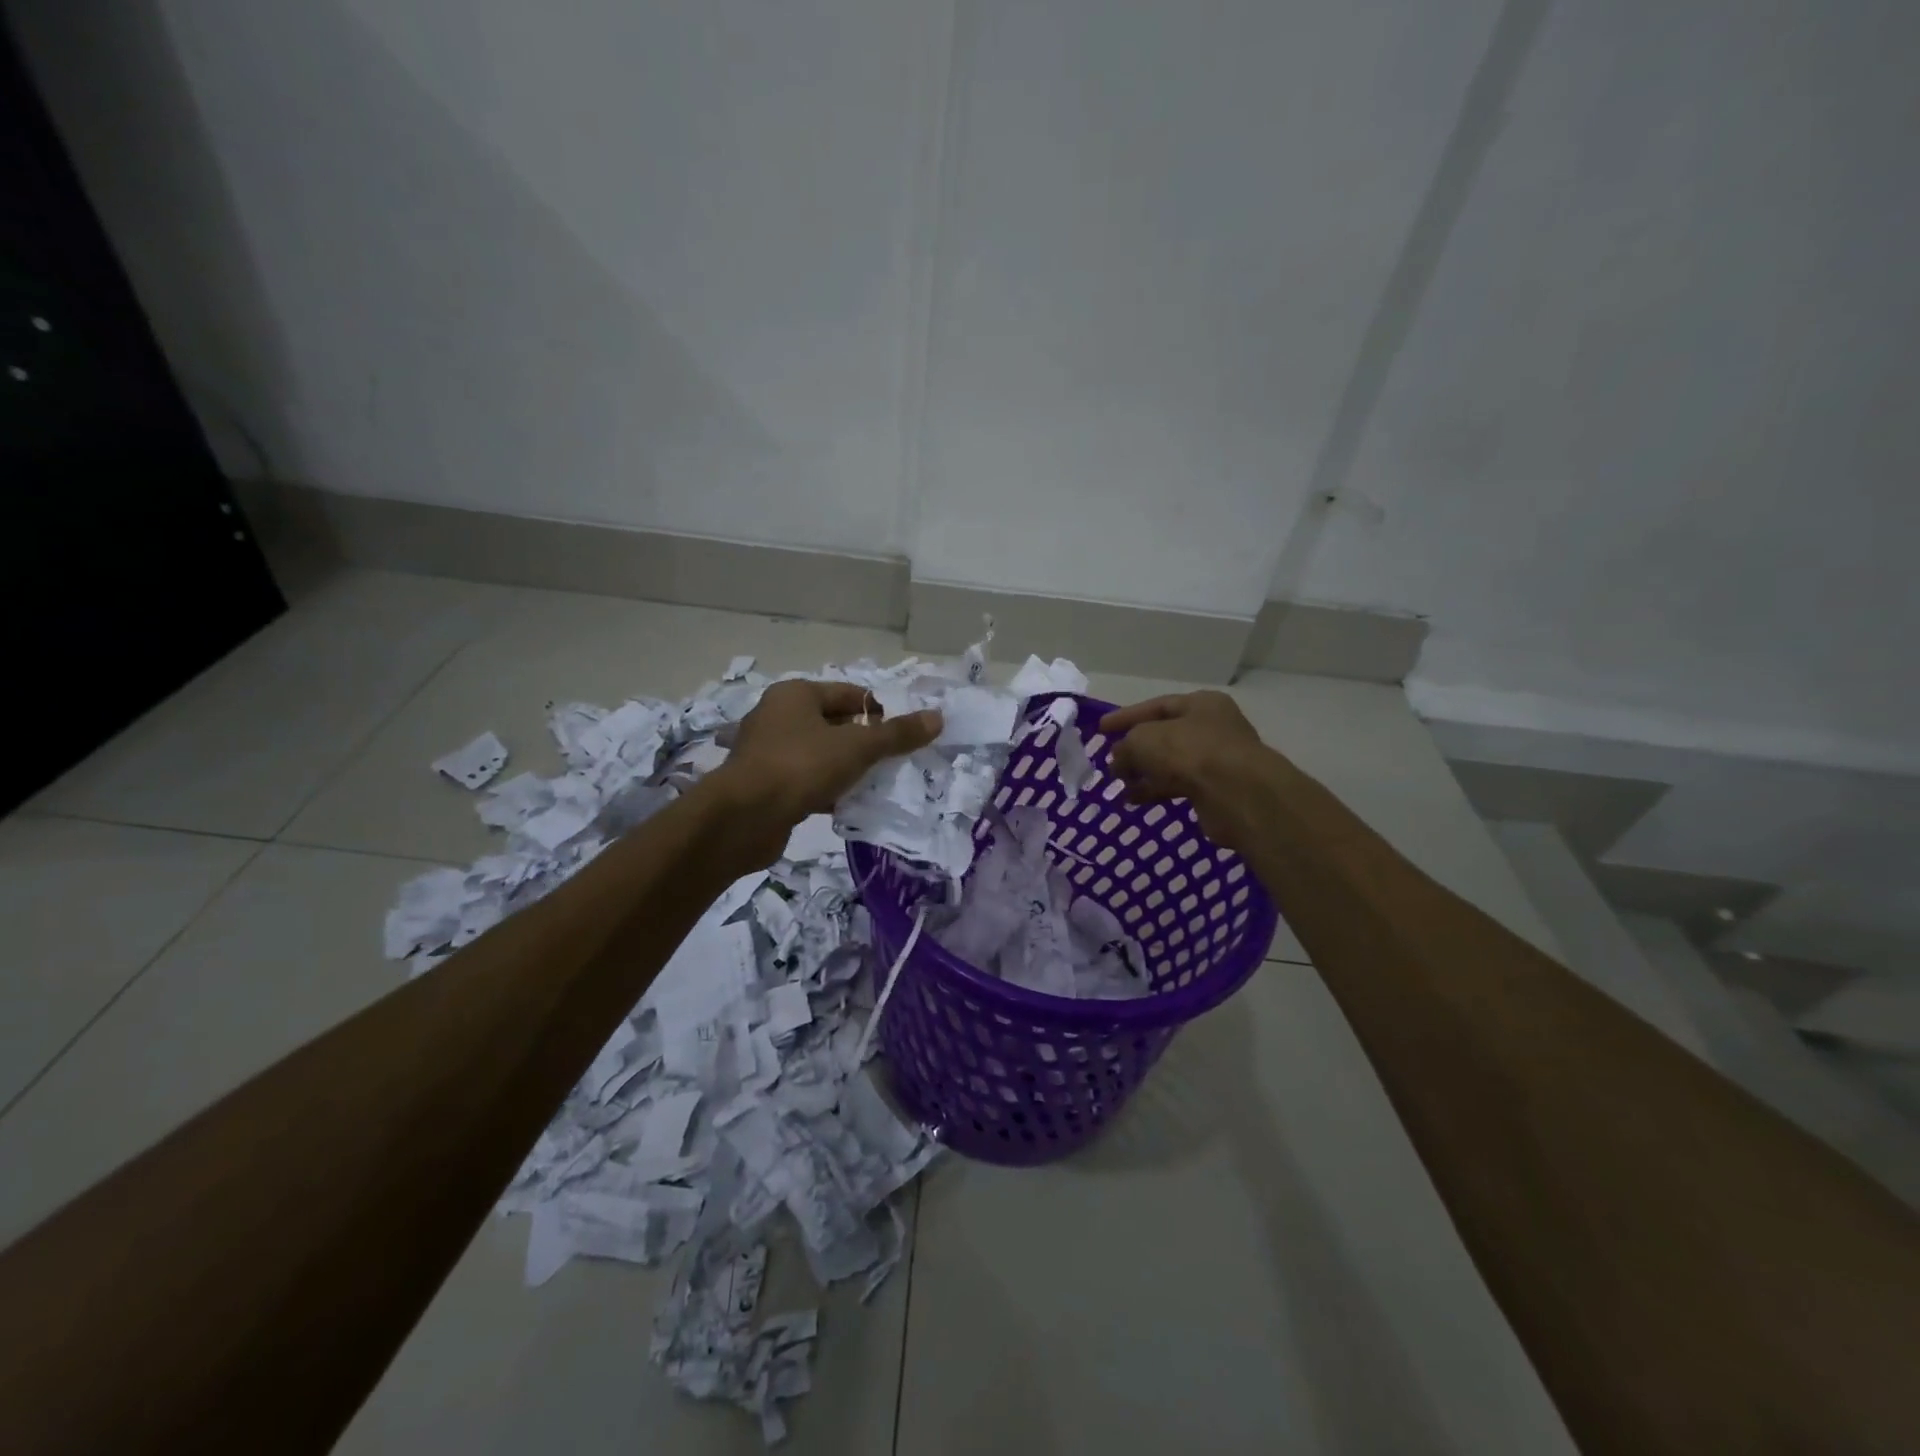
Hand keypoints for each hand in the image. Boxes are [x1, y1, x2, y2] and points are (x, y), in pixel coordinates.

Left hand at [706, 680, 941, 859]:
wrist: (743, 818)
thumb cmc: (801, 767)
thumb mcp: (857, 747)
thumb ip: (897, 734)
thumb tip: (937, 718)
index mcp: (796, 694)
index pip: (849, 694)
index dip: (878, 712)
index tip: (900, 736)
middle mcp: (778, 716)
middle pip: (834, 723)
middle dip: (864, 742)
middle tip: (892, 762)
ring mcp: (767, 751)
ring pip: (820, 754)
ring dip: (846, 768)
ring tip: (874, 784)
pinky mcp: (764, 784)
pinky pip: (805, 780)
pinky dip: (826, 789)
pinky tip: (847, 804)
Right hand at [1099, 691, 1275, 854]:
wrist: (1236, 794)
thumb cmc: (1189, 752)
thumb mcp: (1143, 740)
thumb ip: (1126, 746)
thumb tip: (1119, 761)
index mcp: (1200, 704)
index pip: (1156, 706)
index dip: (1126, 717)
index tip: (1100, 730)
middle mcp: (1212, 727)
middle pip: (1165, 736)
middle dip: (1135, 750)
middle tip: (1111, 762)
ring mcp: (1217, 759)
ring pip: (1171, 763)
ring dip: (1143, 774)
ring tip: (1118, 786)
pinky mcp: (1216, 789)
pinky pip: (1179, 785)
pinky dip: (1155, 791)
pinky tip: (1134, 801)